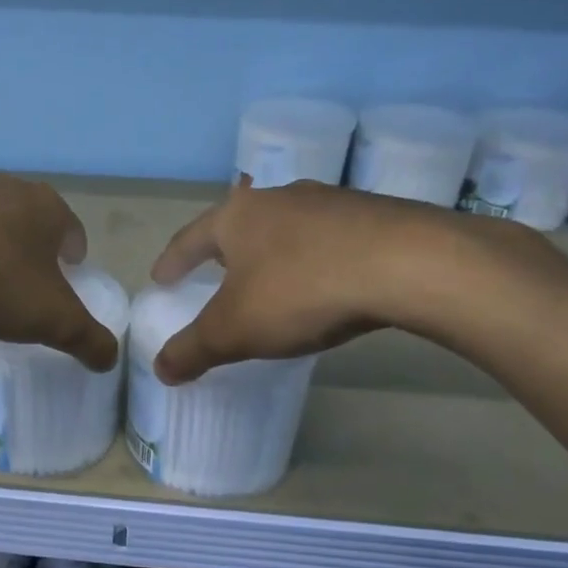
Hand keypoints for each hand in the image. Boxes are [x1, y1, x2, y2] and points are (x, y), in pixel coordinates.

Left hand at [0, 174, 118, 371]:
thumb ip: (89, 339)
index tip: (63, 283)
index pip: (72, 231)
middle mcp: (7, 186)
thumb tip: (109, 358)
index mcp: (46, 206)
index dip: (72, 259)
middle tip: (23, 287)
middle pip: (29, 221)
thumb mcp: (54, 321)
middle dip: (31, 250)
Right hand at [149, 178, 494, 383]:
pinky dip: (315, 259)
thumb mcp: (235, 330)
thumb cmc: (301, 290)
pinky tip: (325, 282)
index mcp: (237, 216)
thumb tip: (159, 369)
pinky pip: (329, 239)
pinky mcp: (374, 214)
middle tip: (214, 274)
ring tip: (272, 279)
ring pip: (287, 228)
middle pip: (239, 225)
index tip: (160, 279)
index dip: (172, 262)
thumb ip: (194, 349)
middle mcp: (279, 198)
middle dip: (224, 251)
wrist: (408, 264)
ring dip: (273, 253)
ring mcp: (330, 201)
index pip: (189, 239)